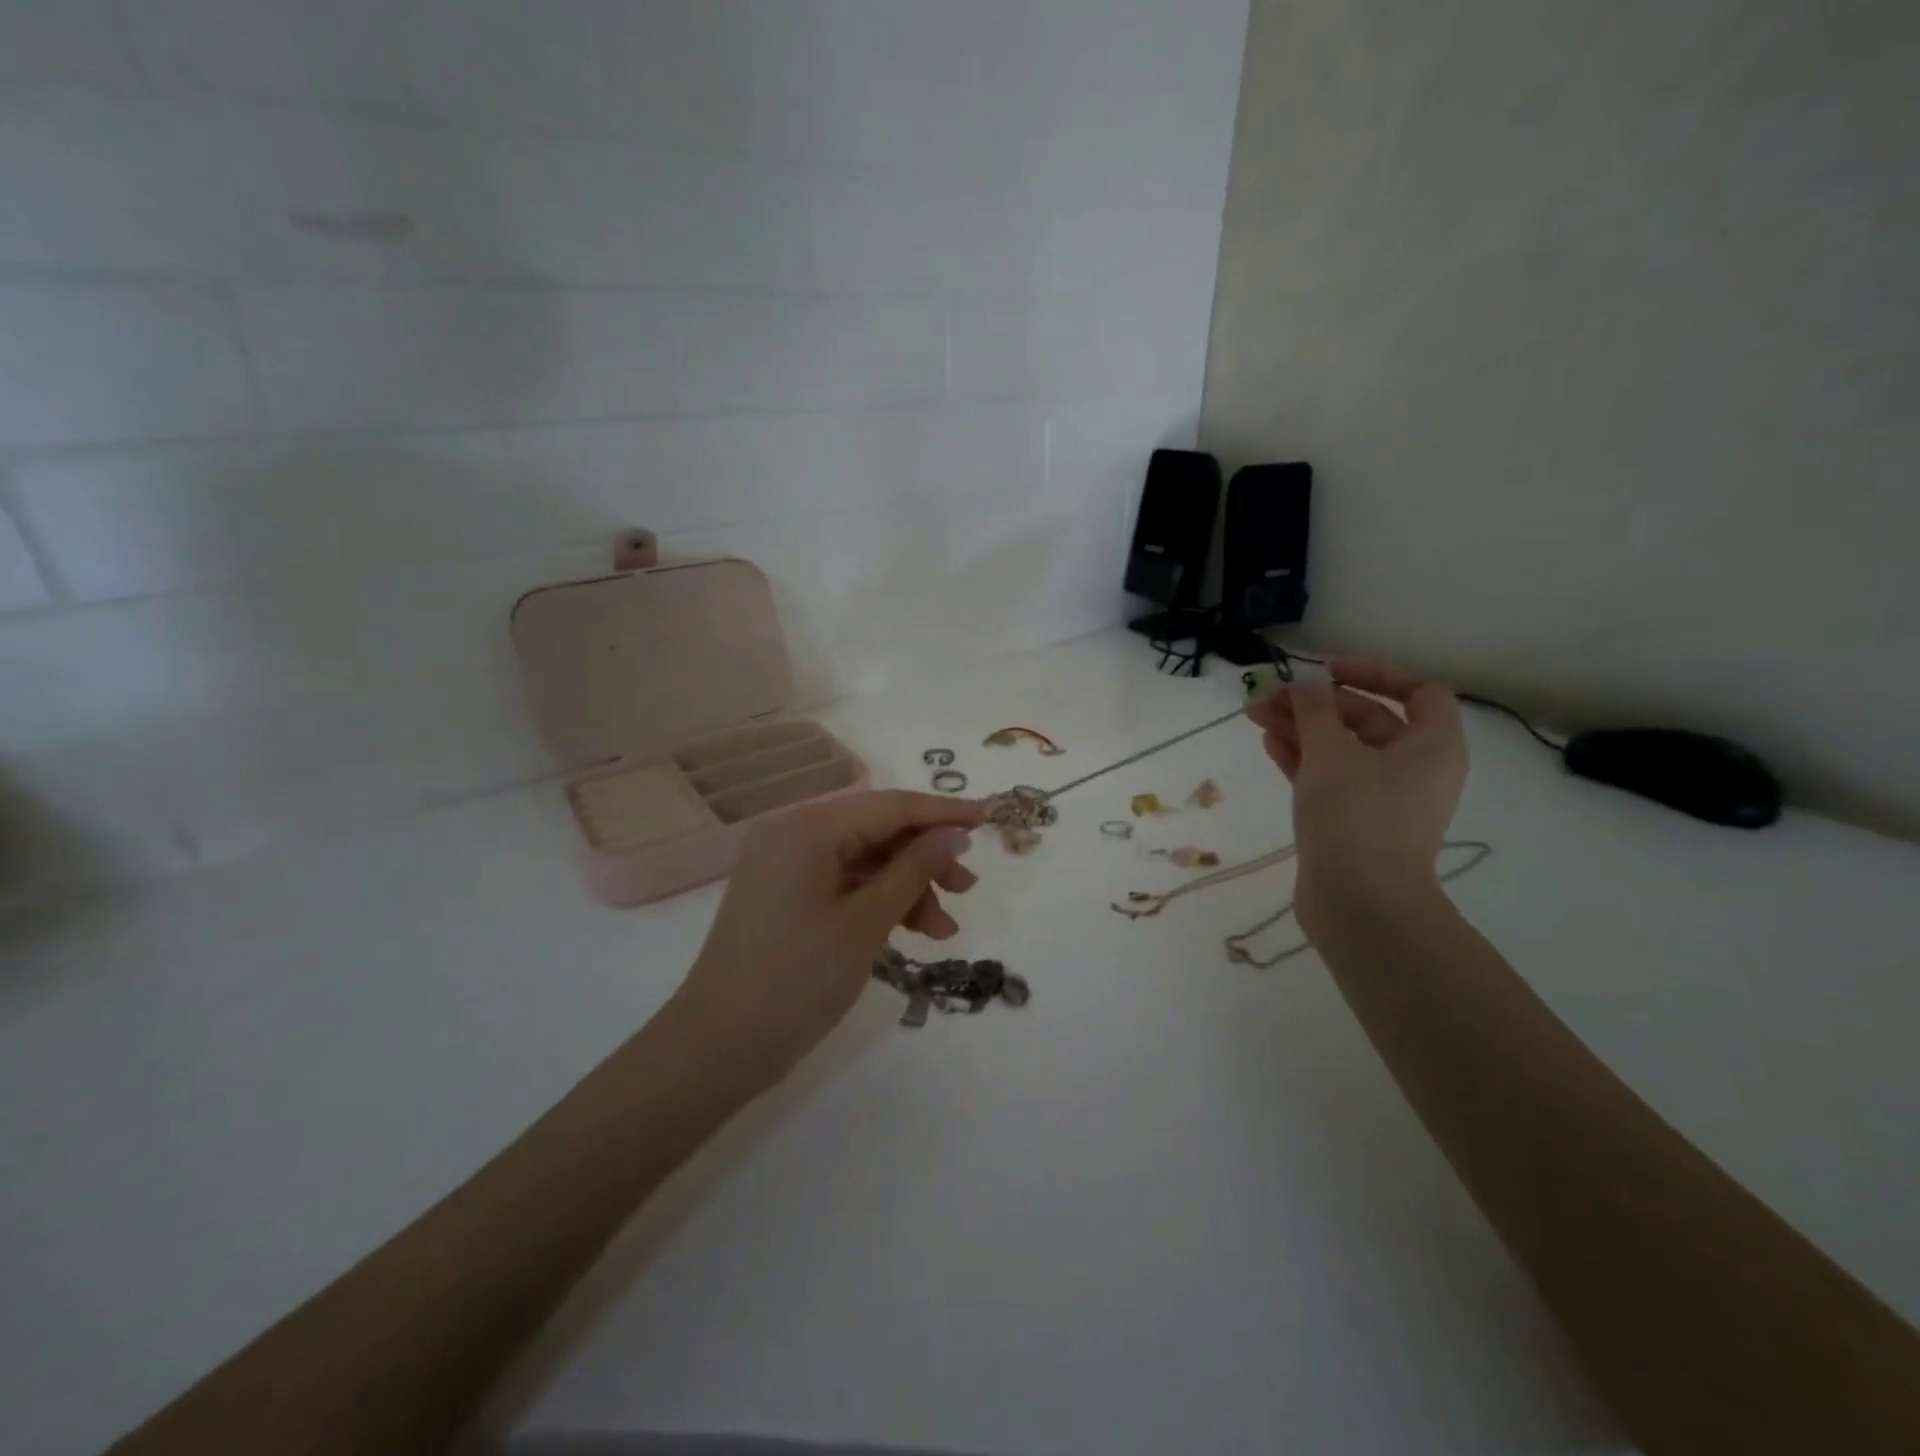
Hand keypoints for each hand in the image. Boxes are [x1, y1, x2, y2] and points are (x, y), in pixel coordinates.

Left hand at [672, 790, 982, 1076]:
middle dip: (925, 859)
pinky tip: (909, 930)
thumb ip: (914, 870)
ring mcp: (785, 865)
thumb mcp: (867, 922)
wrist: (717, 1048)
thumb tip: (955, 835)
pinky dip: (878, 902)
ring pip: (865, 860)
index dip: (943, 813)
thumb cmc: (797, 980)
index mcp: (807, 828)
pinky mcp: (785, 894)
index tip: (989, 818)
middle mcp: (793, 834)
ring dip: (907, 887)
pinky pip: (844, 883)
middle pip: (877, 831)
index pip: (890, 806)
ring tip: (943, 930)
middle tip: (968, 889)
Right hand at [1247, 657, 1467, 931]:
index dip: (1373, 673)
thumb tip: (1305, 685)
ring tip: (1254, 715)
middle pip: (1368, 718)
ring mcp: (1382, 798)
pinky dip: (1302, 758)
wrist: (1359, 903)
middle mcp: (1414, 768)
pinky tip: (1269, 743)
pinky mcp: (1353, 821)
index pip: (1418, 691)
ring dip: (1301, 729)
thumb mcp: (1331, 752)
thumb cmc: (1356, 815)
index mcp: (1432, 746)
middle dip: (1317, 704)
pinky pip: (1329, 777)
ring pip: (1341, 749)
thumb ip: (1314, 710)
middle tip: (1270, 697)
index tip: (1326, 671)